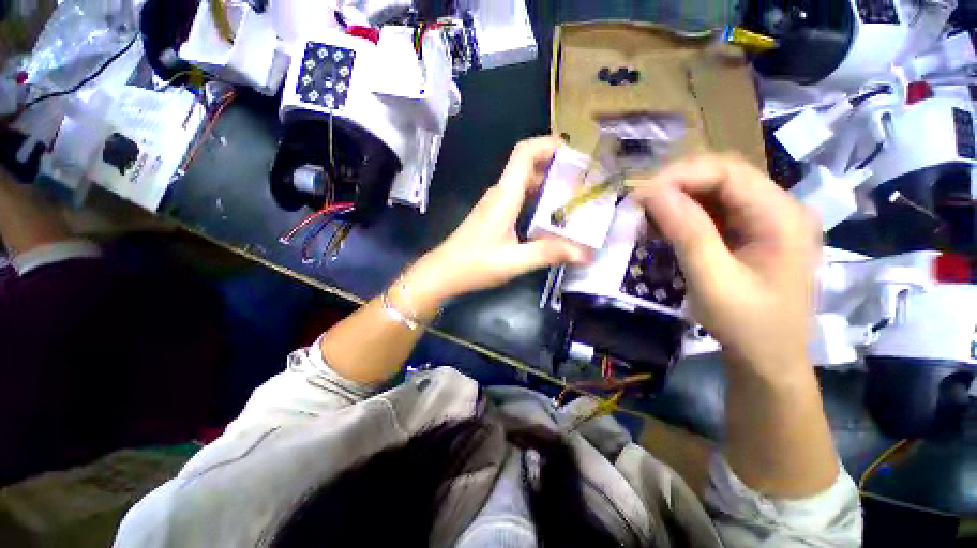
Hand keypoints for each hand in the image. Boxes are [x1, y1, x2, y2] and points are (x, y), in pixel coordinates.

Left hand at [403, 137, 589, 314]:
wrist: (443, 272)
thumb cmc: (474, 264)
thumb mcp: (514, 261)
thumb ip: (548, 253)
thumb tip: (584, 253)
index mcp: (505, 196)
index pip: (525, 153)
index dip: (549, 144)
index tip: (575, 152)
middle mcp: (499, 193)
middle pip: (528, 166)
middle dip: (556, 167)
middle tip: (583, 181)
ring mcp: (494, 204)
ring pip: (523, 183)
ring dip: (548, 185)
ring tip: (573, 197)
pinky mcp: (493, 215)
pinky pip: (518, 198)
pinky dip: (536, 199)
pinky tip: (549, 217)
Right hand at [634, 154, 819, 376]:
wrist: (769, 360)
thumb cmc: (748, 326)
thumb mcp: (713, 280)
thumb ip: (687, 232)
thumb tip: (652, 192)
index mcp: (782, 216)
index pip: (728, 172)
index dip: (680, 176)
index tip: (641, 194)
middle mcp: (779, 208)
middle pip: (721, 177)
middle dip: (675, 186)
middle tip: (639, 205)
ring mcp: (765, 221)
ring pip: (714, 193)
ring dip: (676, 201)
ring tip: (645, 218)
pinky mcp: (750, 234)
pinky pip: (712, 212)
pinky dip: (682, 216)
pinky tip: (662, 229)